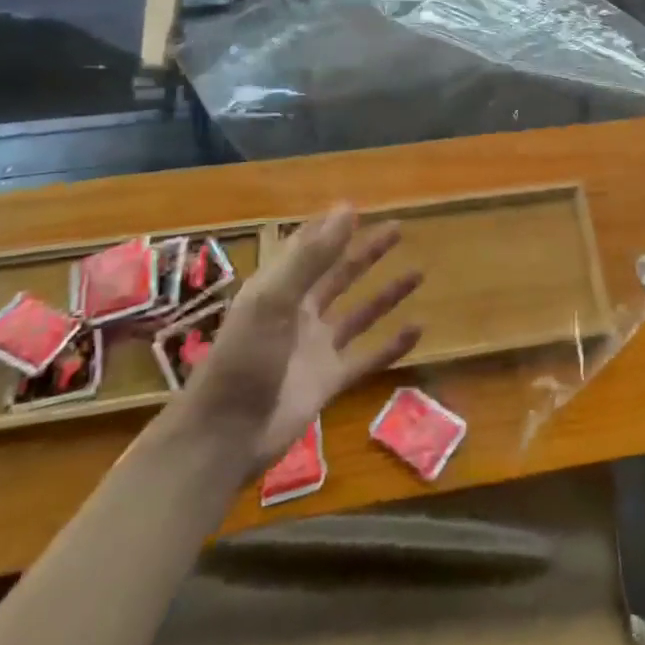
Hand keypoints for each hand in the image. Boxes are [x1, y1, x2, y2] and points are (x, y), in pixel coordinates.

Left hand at [175, 206, 422, 479]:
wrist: (225, 437)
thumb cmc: (245, 359)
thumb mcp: (274, 299)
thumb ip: (313, 256)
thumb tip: (348, 208)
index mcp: (279, 290)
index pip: (309, 248)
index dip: (330, 228)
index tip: (357, 208)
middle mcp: (299, 314)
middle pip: (339, 274)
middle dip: (366, 252)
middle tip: (398, 229)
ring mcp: (316, 349)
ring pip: (359, 314)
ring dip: (386, 294)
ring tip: (418, 273)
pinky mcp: (329, 382)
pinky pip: (368, 357)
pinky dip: (392, 345)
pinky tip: (418, 329)